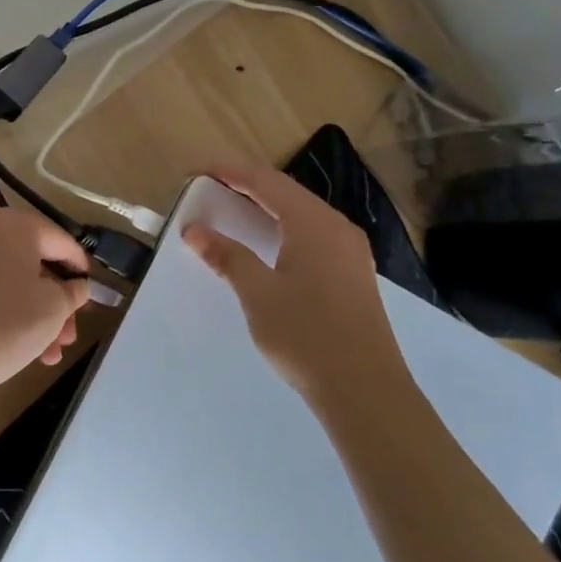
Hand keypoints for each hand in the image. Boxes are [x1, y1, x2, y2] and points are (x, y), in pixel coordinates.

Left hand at [0, 208, 92, 410]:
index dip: (81, 270)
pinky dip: (5, 310)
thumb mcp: (54, 309)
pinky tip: (21, 346)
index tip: (90, 295)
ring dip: (34, 313)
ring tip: (49, 353)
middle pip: (34, 264)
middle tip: (68, 335)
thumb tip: (76, 285)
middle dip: (56, 303)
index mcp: (16, 226)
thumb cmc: (7, 325)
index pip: (62, 242)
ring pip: (10, 281)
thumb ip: (73, 291)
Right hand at [183, 165, 410, 409]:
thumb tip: (195, 230)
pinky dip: (284, 227)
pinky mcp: (352, 273)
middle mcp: (337, 228)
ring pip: (302, 213)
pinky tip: (269, 243)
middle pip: (287, 192)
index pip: (267, 182)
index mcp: (314, 224)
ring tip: (234, 209)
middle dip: (248, 185)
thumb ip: (227, 256)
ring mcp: (349, 251)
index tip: (199, 172)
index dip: (232, 173)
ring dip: (267, 206)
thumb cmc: (306, 335)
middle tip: (211, 188)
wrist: (365, 389)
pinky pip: (313, 233)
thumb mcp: (258, 294)